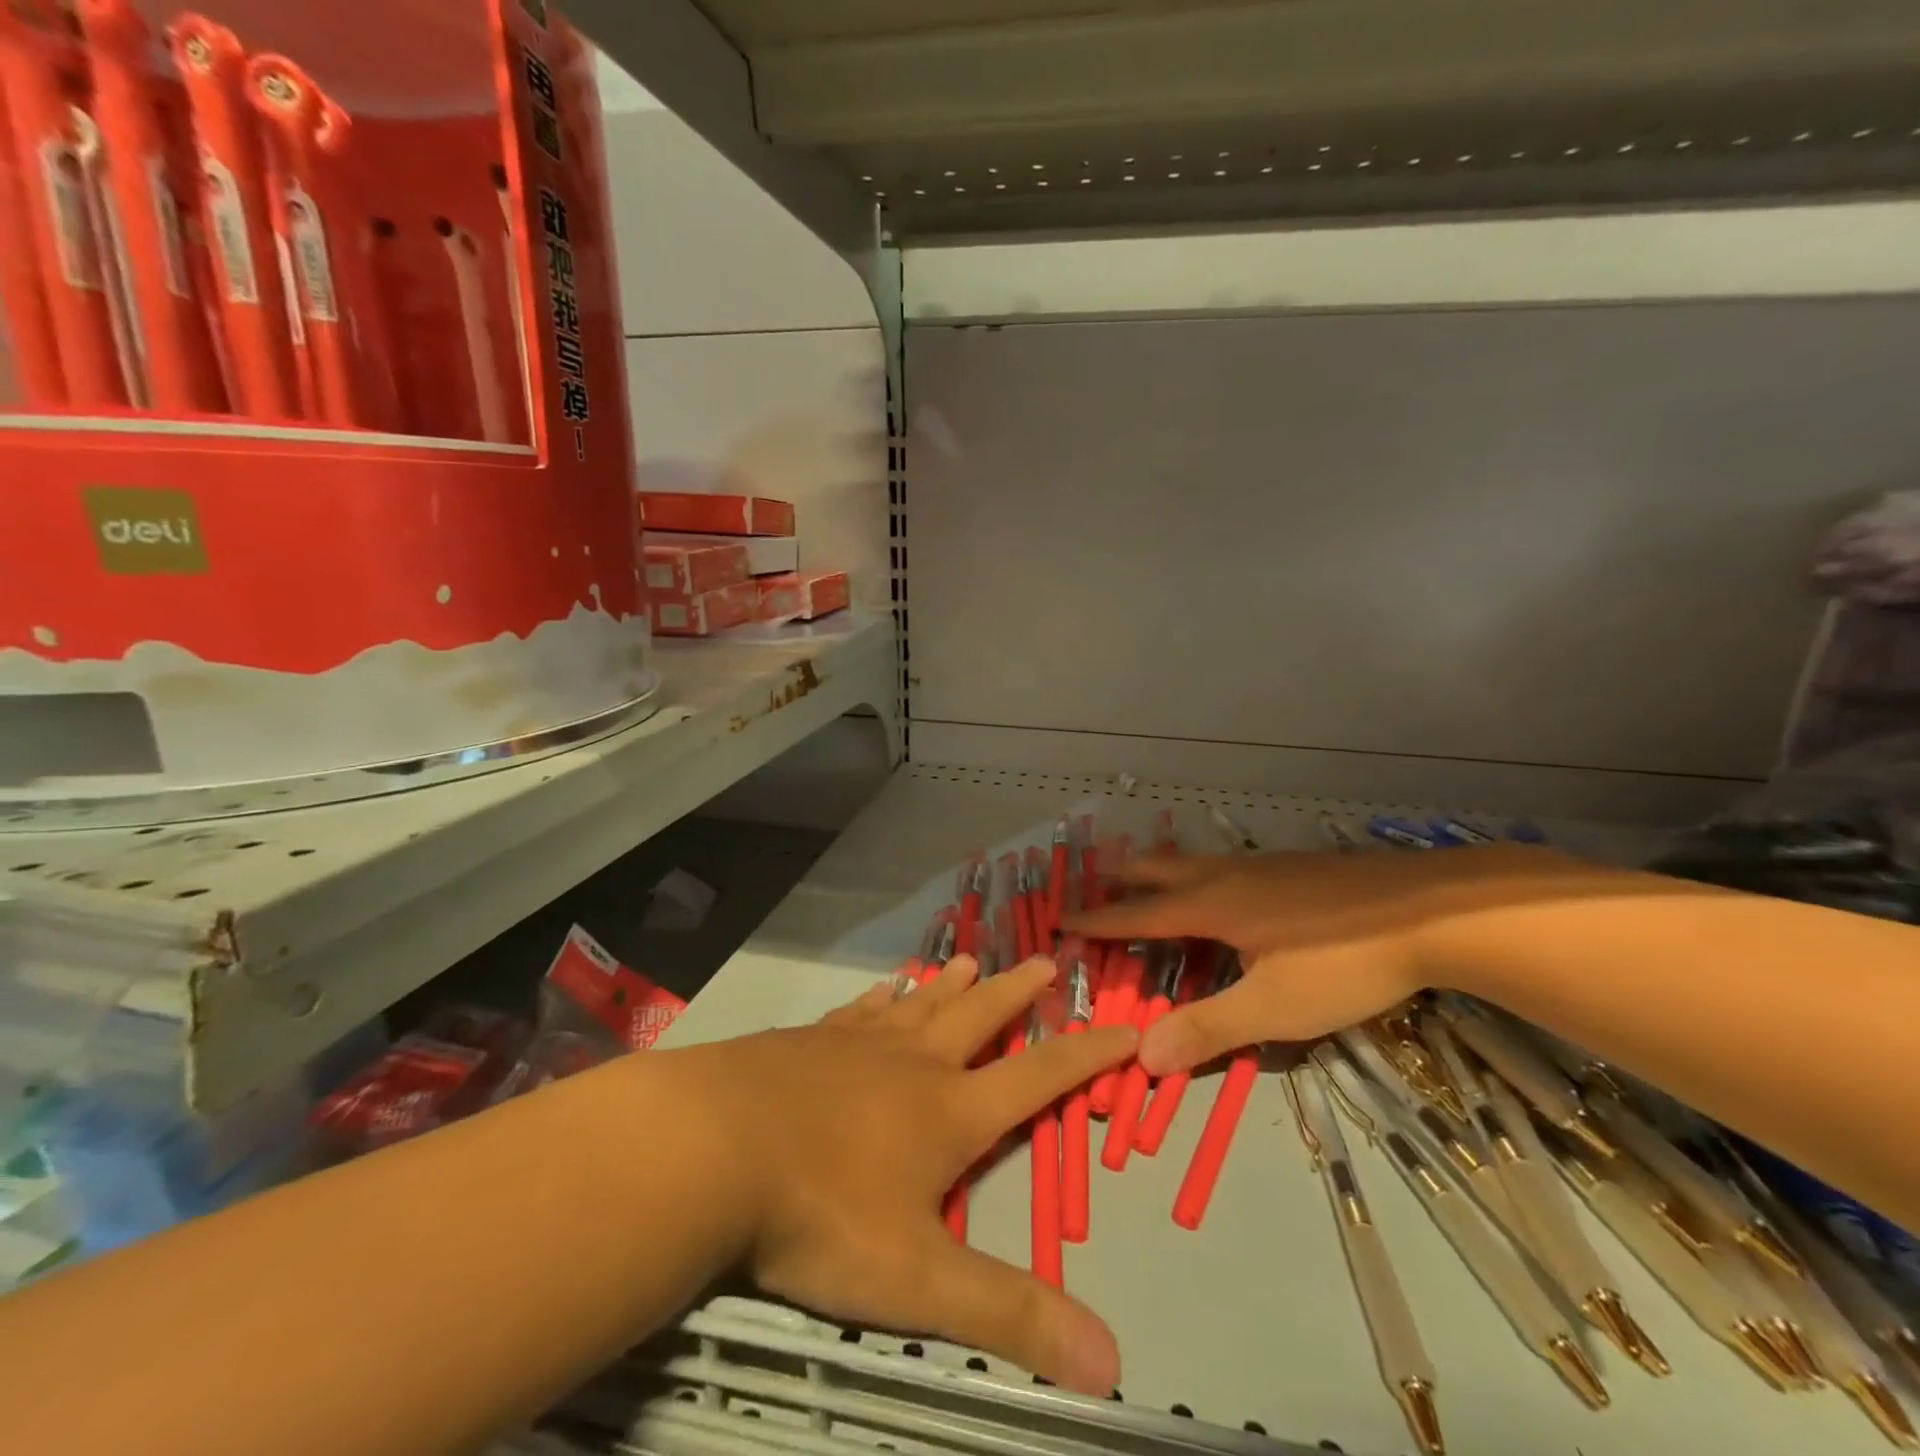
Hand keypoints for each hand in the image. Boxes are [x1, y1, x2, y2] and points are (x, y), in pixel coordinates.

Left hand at [671, 954, 1135, 1394]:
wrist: (715, 1146)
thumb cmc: (822, 1211)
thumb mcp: (918, 1279)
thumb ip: (1008, 1314)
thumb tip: (1112, 1363)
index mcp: (949, 1111)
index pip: (1036, 1077)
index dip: (1085, 1056)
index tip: (1123, 1027)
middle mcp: (912, 1064)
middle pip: (978, 1017)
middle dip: (1015, 993)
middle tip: (1044, 961)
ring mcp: (856, 1045)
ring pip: (919, 1005)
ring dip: (949, 985)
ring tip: (968, 959)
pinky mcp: (808, 1041)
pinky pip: (857, 1012)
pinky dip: (879, 999)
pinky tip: (882, 990)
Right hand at [1065, 843, 1589, 1075]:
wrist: (1432, 912)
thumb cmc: (1342, 962)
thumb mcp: (1273, 1009)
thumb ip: (1208, 1029)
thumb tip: (1140, 1056)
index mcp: (1212, 907)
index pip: (1139, 915)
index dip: (1100, 921)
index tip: (1062, 919)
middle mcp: (1228, 876)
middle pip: (1161, 870)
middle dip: (1124, 876)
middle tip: (1095, 877)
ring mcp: (1265, 866)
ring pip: (1196, 861)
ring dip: (1162, 868)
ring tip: (1150, 874)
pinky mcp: (1297, 866)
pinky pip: (1228, 864)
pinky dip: (1201, 871)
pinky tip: (1228, 884)